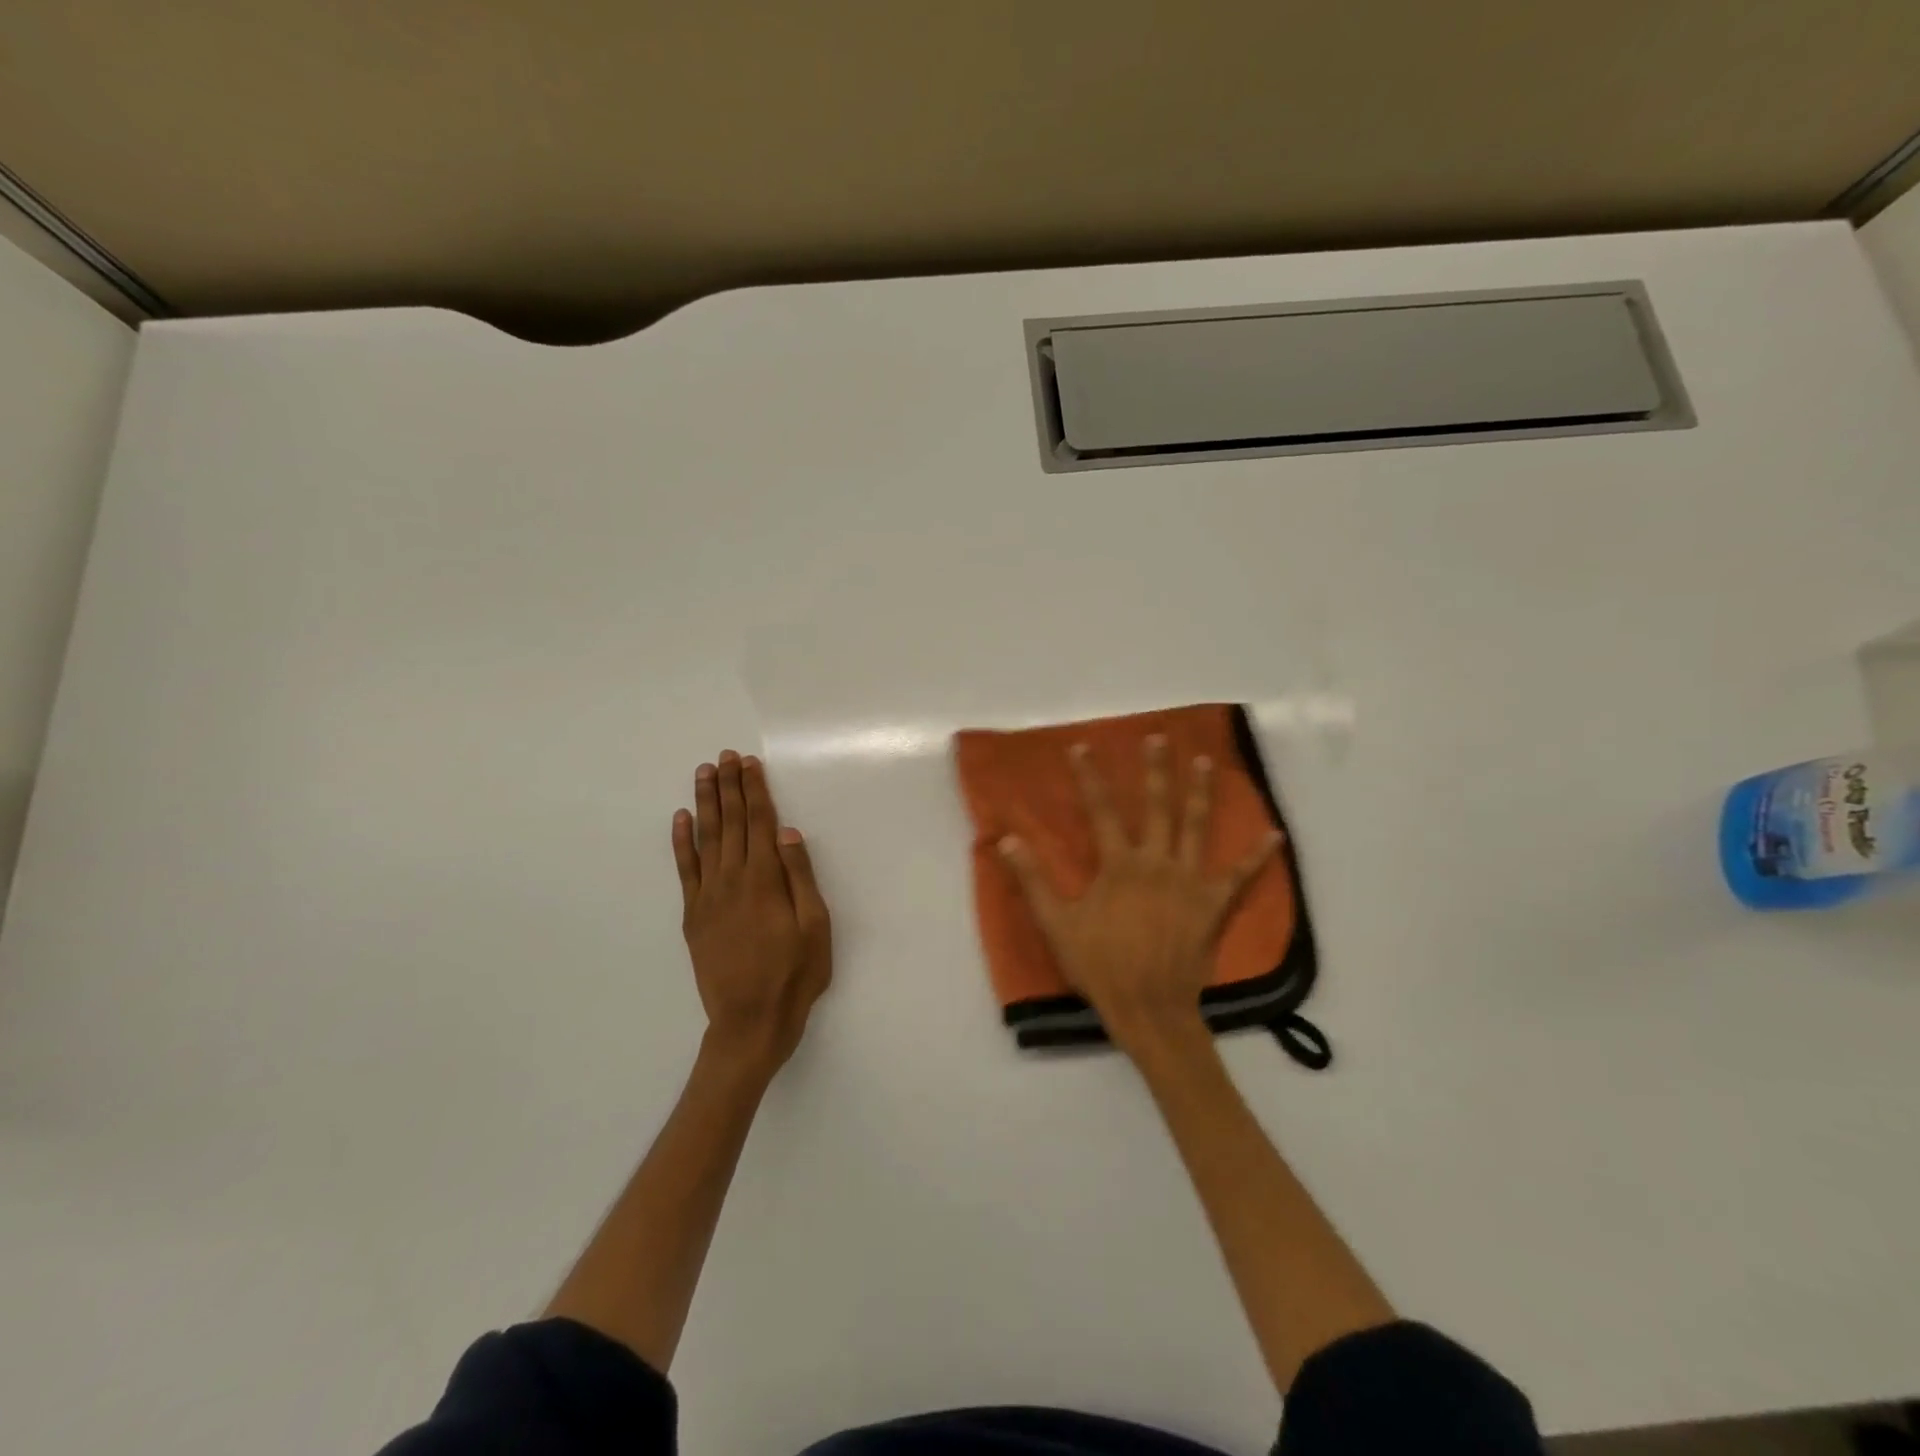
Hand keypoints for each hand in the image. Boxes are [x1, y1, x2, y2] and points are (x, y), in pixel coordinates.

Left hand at [672, 750, 831, 1072]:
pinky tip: (680, 819)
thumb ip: (800, 876)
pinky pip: (684, 869)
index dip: (754, 790)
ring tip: (703, 773)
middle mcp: (732, 879)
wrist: (750, 1021)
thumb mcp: (815, 926)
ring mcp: (708, 896)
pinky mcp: (693, 914)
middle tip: (724, 756)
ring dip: (705, 803)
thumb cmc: (794, 974)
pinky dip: (681, 841)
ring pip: (705, 838)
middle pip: (731, 822)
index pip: (759, 822)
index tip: (748, 763)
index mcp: (765, 880)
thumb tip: (786, 831)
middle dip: (729, 786)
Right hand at [998, 735, 1279, 1055]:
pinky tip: (1275, 835)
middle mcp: (1157, 863)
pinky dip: (1258, 856)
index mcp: (1119, 865)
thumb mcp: (1057, 924)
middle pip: (1157, 806)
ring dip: (1201, 792)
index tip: (1082, 747)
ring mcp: (1190, 882)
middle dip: (1155, 770)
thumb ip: (1033, 880)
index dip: (1089, 777)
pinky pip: (1241, 876)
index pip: (1100, 810)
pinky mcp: (1214, 904)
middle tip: (1159, 738)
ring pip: (1197, 827)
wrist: (1150, 1008)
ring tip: (1205, 762)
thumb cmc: (1100, 966)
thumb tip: (1006, 840)